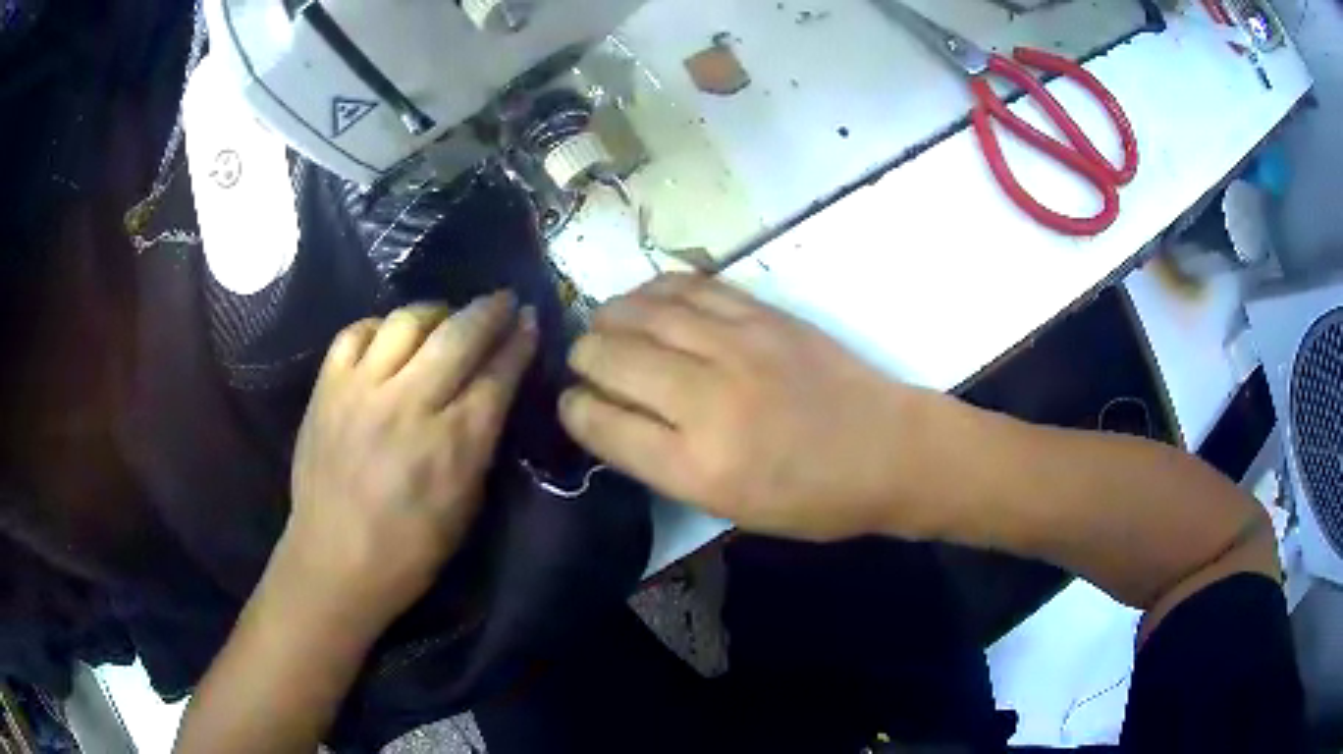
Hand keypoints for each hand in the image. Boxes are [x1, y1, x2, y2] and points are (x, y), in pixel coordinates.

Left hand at [277, 293, 537, 641]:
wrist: (334, 559)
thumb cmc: (411, 548)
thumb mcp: (467, 505)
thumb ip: (481, 442)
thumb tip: (494, 392)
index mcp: (453, 444)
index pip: (497, 375)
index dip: (520, 342)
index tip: (531, 320)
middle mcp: (409, 405)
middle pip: (458, 335)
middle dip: (490, 311)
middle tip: (504, 300)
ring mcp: (362, 390)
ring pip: (407, 321)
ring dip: (436, 312)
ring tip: (446, 318)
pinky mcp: (327, 388)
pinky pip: (357, 332)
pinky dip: (380, 326)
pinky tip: (390, 336)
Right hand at [559, 274, 923, 542]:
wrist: (888, 450)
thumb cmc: (812, 498)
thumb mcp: (728, 507)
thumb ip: (662, 463)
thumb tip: (612, 415)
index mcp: (697, 466)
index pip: (602, 423)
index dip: (574, 410)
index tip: (573, 405)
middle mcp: (708, 399)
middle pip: (610, 357)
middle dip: (582, 359)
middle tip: (585, 363)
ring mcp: (737, 346)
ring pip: (641, 312)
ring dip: (609, 317)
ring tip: (605, 326)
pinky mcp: (762, 313)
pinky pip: (688, 285)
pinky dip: (654, 289)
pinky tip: (645, 299)